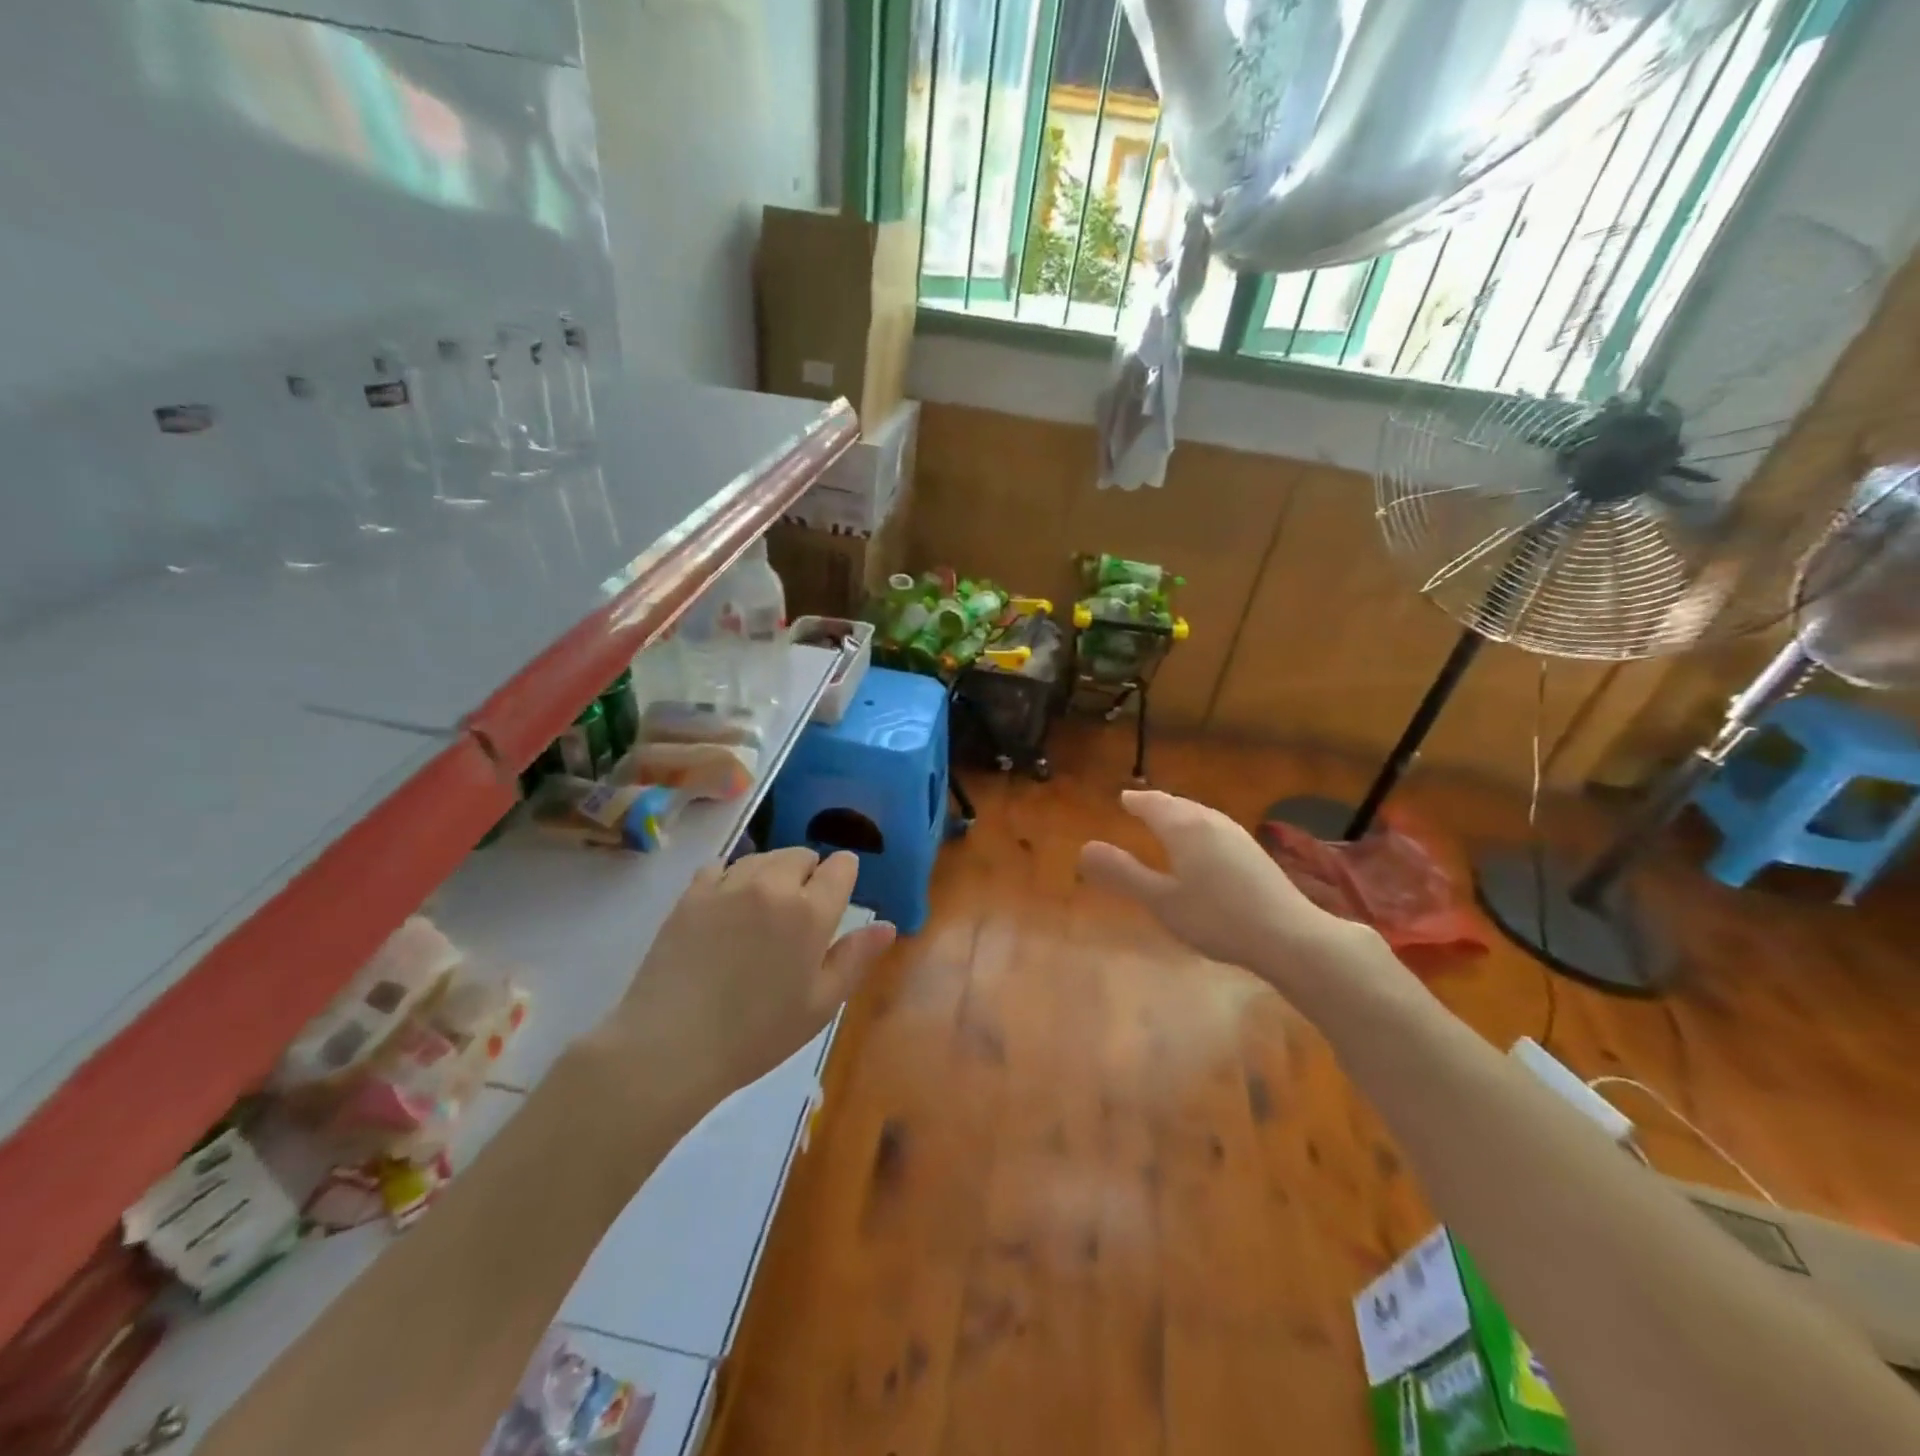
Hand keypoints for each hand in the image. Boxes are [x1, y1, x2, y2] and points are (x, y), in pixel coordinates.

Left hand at [593, 848, 895, 1114]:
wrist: (670, 1046)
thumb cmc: (757, 1034)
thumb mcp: (820, 1005)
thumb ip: (856, 958)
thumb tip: (887, 925)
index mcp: (810, 912)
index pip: (841, 866)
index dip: (843, 877)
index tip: (835, 900)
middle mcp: (772, 885)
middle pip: (801, 854)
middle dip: (808, 874)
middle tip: (797, 915)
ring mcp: (727, 885)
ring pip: (763, 856)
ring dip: (771, 873)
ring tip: (762, 910)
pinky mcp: (691, 894)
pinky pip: (721, 866)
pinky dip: (731, 878)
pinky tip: (726, 908)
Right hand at [1079, 790, 1373, 996]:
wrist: (1289, 936)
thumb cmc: (1217, 918)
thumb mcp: (1161, 901)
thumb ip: (1123, 874)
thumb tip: (1084, 847)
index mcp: (1184, 828)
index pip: (1153, 804)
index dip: (1136, 801)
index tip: (1124, 798)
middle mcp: (1211, 822)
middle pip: (1179, 804)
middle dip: (1158, 803)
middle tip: (1141, 803)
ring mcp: (1237, 836)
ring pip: (1200, 814)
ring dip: (1180, 812)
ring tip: (1168, 818)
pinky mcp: (1255, 853)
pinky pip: (1215, 827)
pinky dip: (1198, 826)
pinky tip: (1204, 845)